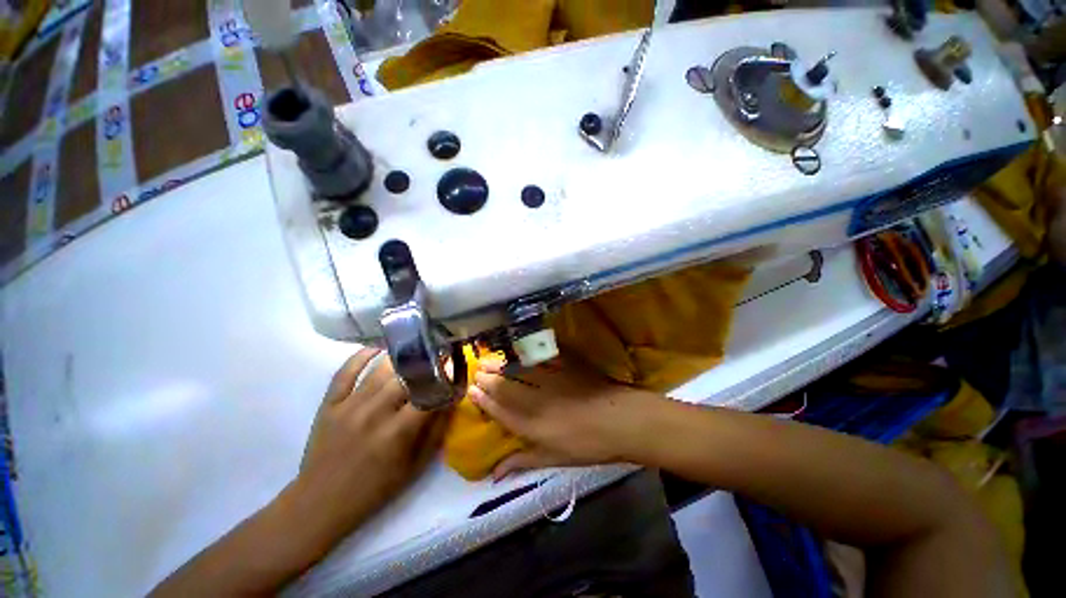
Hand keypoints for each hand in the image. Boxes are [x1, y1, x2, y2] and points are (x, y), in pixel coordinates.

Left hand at [297, 348, 448, 531]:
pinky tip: (376, 348)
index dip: (444, 377)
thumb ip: (436, 431)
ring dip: (401, 358)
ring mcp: (349, 406)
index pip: (429, 394)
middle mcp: (375, 413)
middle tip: (436, 354)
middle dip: (425, 363)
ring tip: (414, 349)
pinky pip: (345, 372)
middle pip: (406, 377)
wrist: (320, 503)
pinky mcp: (329, 404)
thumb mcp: (415, 466)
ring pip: (380, 370)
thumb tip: (451, 399)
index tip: (454, 364)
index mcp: (398, 432)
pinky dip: (360, 356)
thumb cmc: (375, 488)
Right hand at [469, 360, 651, 479]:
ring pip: (520, 370)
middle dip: (488, 378)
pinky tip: (518, 348)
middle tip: (476, 370)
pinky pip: (542, 357)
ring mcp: (552, 379)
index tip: (472, 390)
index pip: (501, 411)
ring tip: (488, 359)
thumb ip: (524, 461)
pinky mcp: (565, 365)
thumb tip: (495, 474)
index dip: (485, 400)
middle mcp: (537, 400)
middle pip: (506, 387)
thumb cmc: (589, 445)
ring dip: (502, 364)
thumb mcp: (555, 458)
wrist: (622, 420)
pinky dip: (527, 353)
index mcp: (533, 426)